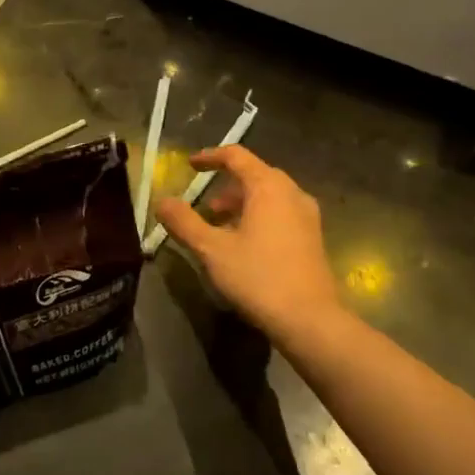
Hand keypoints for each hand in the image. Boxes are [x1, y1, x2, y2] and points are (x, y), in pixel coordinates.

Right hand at [156, 147, 343, 345]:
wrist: (310, 319)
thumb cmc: (258, 277)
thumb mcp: (212, 250)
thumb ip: (184, 222)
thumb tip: (162, 201)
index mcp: (268, 187)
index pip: (237, 156)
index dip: (210, 157)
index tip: (190, 165)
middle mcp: (292, 193)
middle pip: (255, 175)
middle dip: (226, 185)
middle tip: (204, 204)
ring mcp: (307, 216)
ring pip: (269, 197)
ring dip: (241, 204)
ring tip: (219, 227)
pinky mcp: (313, 238)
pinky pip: (281, 214)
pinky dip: (258, 217)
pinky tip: (244, 244)